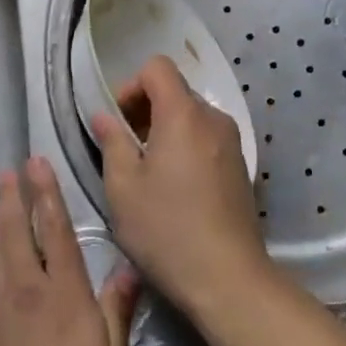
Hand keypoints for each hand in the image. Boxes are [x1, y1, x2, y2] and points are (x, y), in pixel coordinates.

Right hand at [91, 55, 272, 319]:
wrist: (227, 277)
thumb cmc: (166, 229)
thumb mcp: (122, 187)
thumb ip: (111, 142)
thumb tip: (104, 116)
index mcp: (183, 114)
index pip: (157, 67)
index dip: (131, 86)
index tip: (117, 123)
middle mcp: (213, 118)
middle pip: (175, 91)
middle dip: (145, 109)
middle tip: (125, 149)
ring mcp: (232, 143)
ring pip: (191, 116)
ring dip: (165, 130)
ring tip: (147, 171)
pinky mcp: (241, 167)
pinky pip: (206, 139)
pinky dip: (186, 147)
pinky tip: (174, 187)